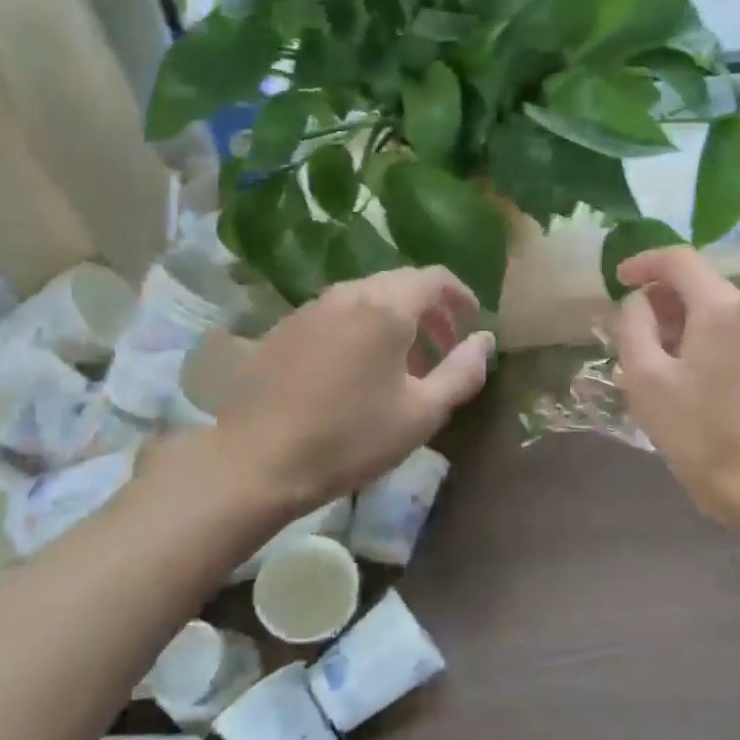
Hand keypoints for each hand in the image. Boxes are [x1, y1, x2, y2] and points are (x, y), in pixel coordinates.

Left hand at [198, 267, 492, 514]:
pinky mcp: (285, 328)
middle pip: (401, 283)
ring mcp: (311, 308)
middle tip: (444, 348)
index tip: (473, 323)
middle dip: (430, 310)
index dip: (461, 296)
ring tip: (405, 363)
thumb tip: (484, 341)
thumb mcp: (421, 413)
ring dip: (396, 319)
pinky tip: (358, 369)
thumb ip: (462, 371)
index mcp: (386, 306)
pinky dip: (362, 327)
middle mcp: (348, 293)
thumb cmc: (350, 437)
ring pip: (367, 297)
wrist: (255, 461)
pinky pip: (338, 313)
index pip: (435, 278)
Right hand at [613, 247, 739, 528]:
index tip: (615, 282)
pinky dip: (691, 335)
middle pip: (694, 281)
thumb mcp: (645, 376)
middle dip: (654, 297)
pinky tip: (671, 371)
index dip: (642, 263)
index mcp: (720, 305)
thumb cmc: (698, 429)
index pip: (678, 258)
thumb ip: (632, 325)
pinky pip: (720, 328)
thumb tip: (636, 302)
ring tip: (641, 356)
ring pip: (706, 306)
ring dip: (670, 320)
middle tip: (623, 330)